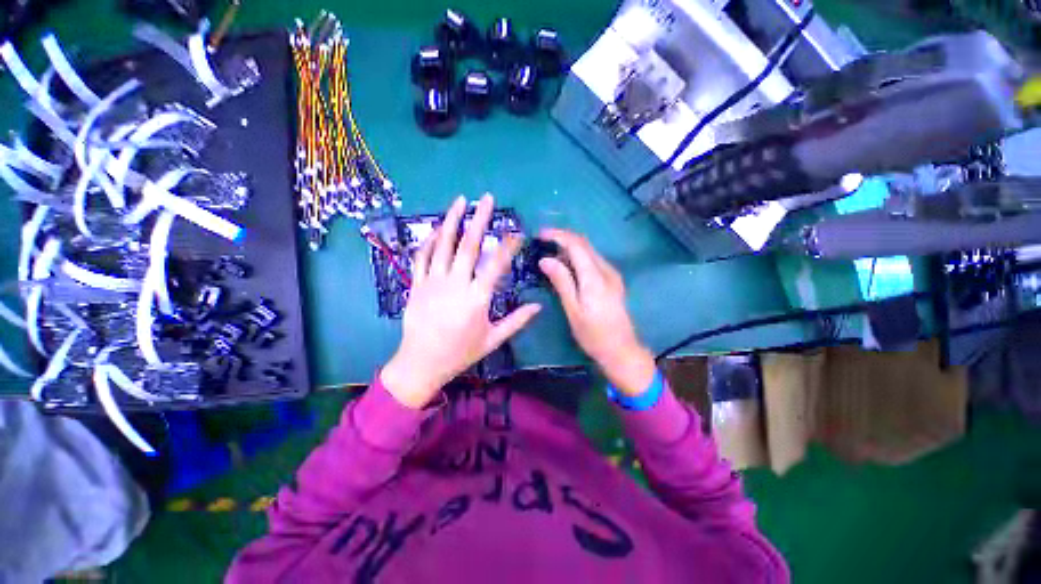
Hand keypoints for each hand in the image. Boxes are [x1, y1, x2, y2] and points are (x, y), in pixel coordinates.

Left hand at [381, 195, 541, 409]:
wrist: (421, 363)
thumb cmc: (460, 353)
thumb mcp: (492, 339)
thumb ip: (516, 321)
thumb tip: (539, 307)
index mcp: (477, 298)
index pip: (496, 265)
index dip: (508, 246)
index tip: (517, 232)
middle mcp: (455, 284)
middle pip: (468, 246)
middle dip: (479, 219)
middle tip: (487, 198)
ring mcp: (433, 282)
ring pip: (443, 245)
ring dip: (452, 220)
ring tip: (461, 200)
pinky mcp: (417, 284)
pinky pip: (422, 257)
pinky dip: (430, 240)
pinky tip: (438, 228)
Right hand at [538, 229, 655, 396]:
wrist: (622, 350)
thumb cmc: (593, 334)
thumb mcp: (573, 310)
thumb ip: (561, 282)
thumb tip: (545, 259)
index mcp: (595, 277)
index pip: (576, 244)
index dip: (557, 235)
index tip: (539, 234)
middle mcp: (606, 270)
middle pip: (584, 243)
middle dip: (562, 237)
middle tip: (541, 241)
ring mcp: (612, 274)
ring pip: (589, 251)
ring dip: (569, 246)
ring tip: (549, 252)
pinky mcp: (612, 281)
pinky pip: (593, 260)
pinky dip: (577, 257)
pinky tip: (566, 266)